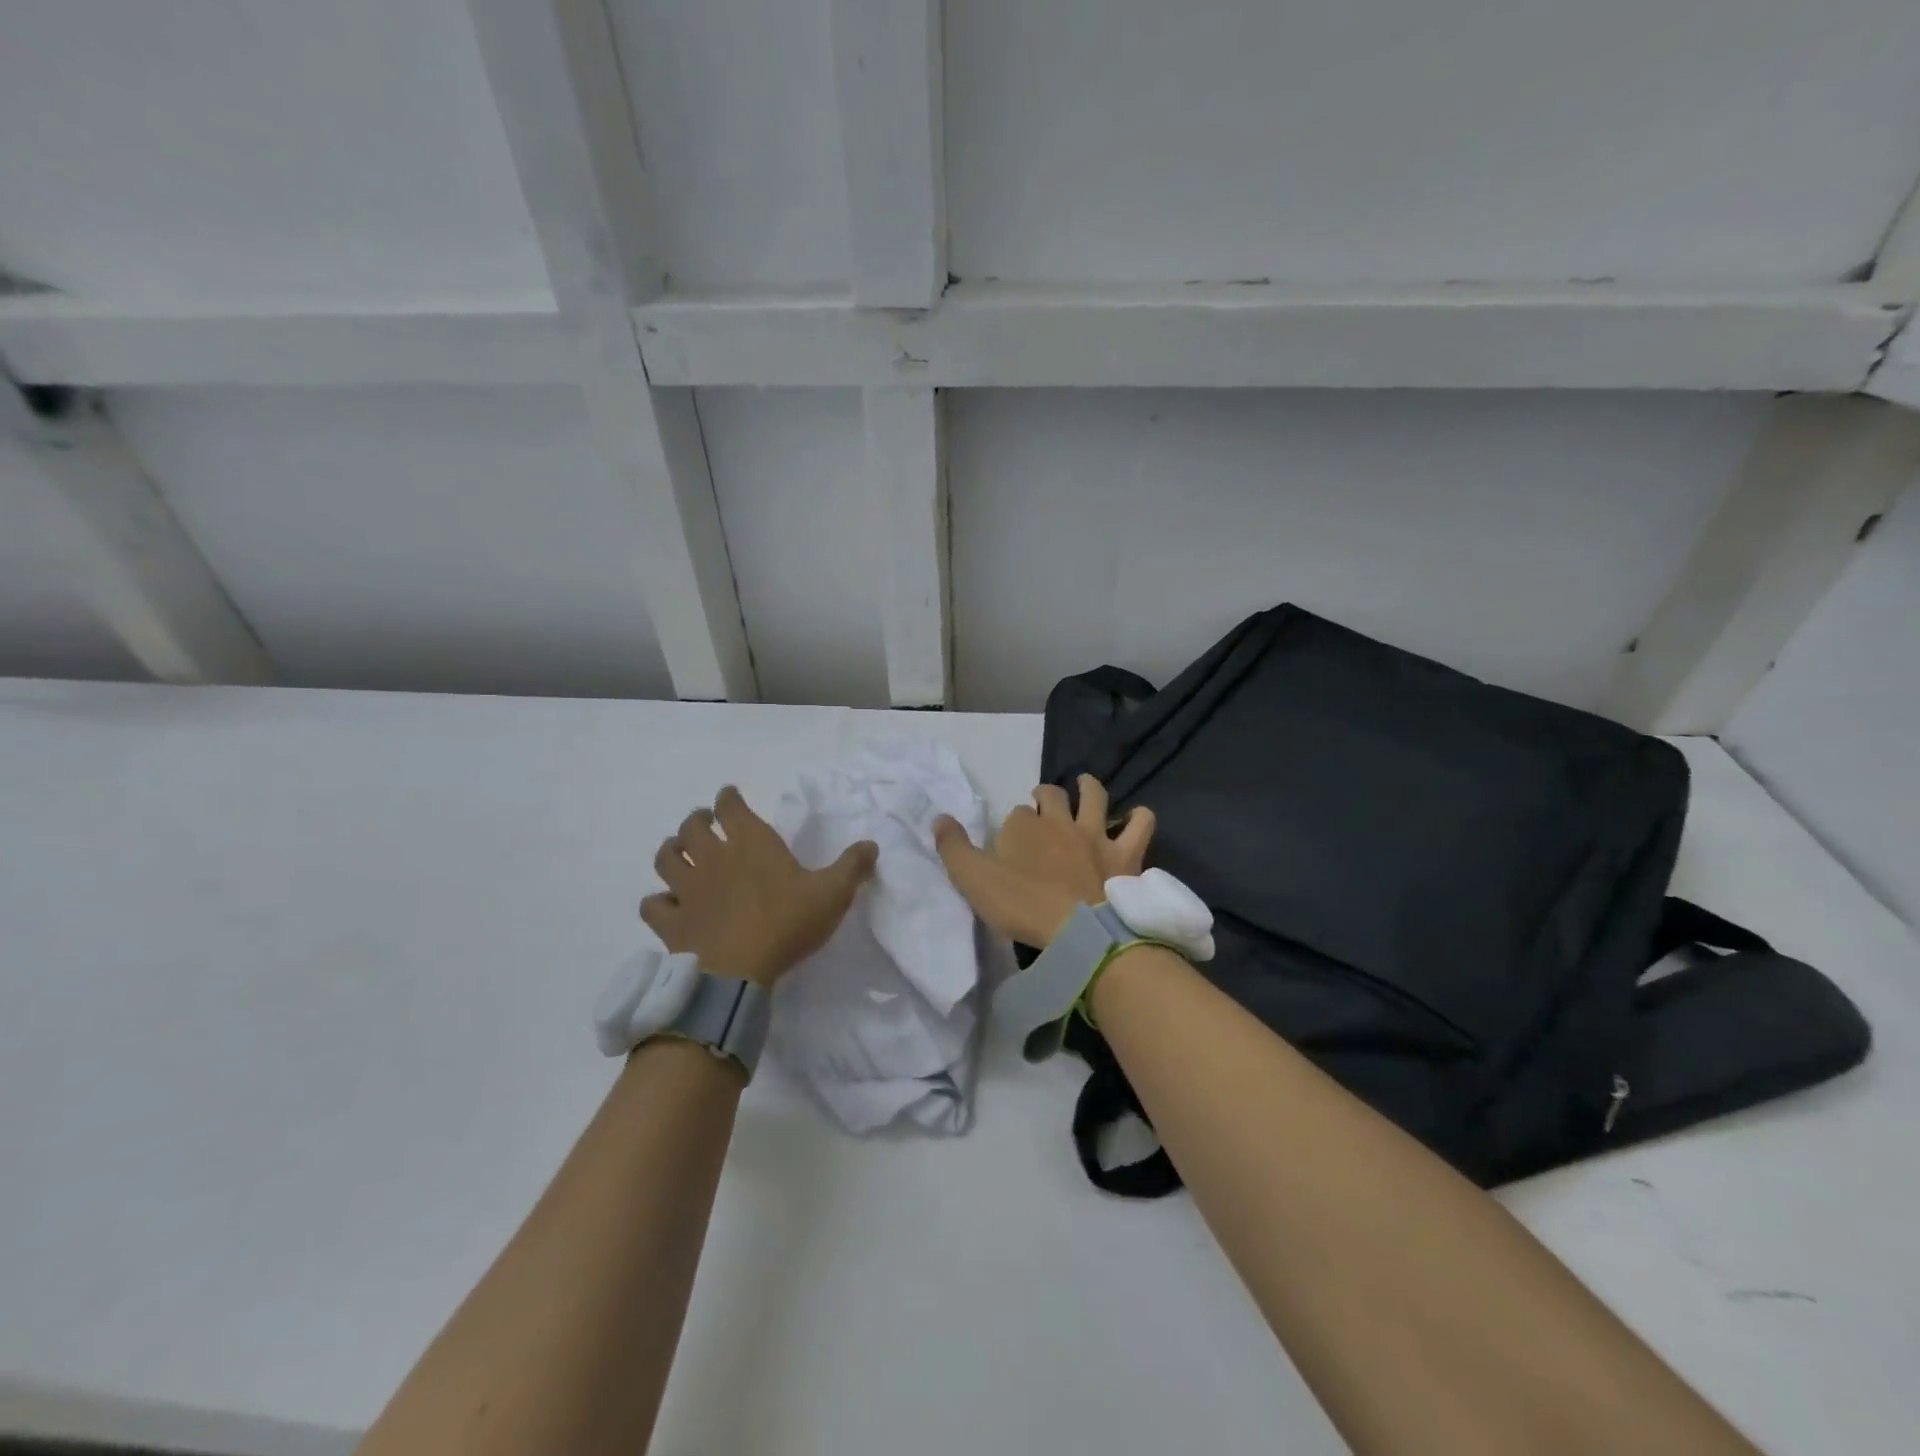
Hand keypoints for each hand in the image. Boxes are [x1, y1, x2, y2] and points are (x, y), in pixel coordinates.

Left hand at [640, 786, 877, 987]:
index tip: (729, 796)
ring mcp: (687, 890)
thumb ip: (853, 866)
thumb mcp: (833, 894)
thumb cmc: (787, 924)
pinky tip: (666, 904)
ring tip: (678, 852)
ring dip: (671, 850)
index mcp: (751, 843)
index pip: (730, 806)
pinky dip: (657, 901)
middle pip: (692, 827)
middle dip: (696, 819)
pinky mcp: (671, 922)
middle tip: (703, 822)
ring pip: (666, 858)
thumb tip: (872, 844)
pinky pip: (653, 905)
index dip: (728, 798)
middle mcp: (714, 858)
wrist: (737, 972)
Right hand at [933, 774, 1154, 947]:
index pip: (1014, 814)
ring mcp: (1095, 835)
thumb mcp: (973, 879)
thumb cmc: (1021, 905)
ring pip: (1094, 796)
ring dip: (1088, 786)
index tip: (1011, 839)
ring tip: (1084, 784)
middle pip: (1051, 795)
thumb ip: (953, 848)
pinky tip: (1135, 818)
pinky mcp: (1125, 854)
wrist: (1079, 930)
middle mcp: (1060, 821)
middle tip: (1041, 803)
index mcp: (1023, 826)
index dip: (1013, 823)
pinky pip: (1139, 824)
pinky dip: (1138, 817)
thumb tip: (938, 818)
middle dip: (1045, 794)